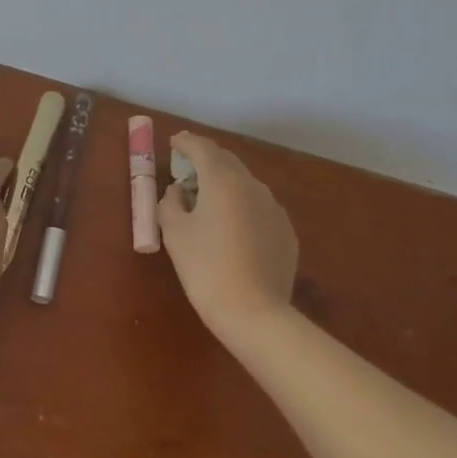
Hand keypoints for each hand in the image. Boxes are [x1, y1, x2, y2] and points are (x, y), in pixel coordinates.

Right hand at [159, 131, 298, 345]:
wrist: (255, 315)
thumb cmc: (206, 269)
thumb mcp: (174, 233)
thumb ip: (170, 203)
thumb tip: (179, 192)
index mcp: (223, 180)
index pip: (202, 147)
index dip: (186, 142)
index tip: (174, 143)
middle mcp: (253, 186)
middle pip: (226, 161)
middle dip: (205, 161)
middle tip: (186, 172)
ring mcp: (274, 208)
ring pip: (245, 184)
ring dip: (225, 184)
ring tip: (208, 203)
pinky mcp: (285, 232)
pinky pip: (259, 208)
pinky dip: (242, 207)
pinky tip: (233, 230)